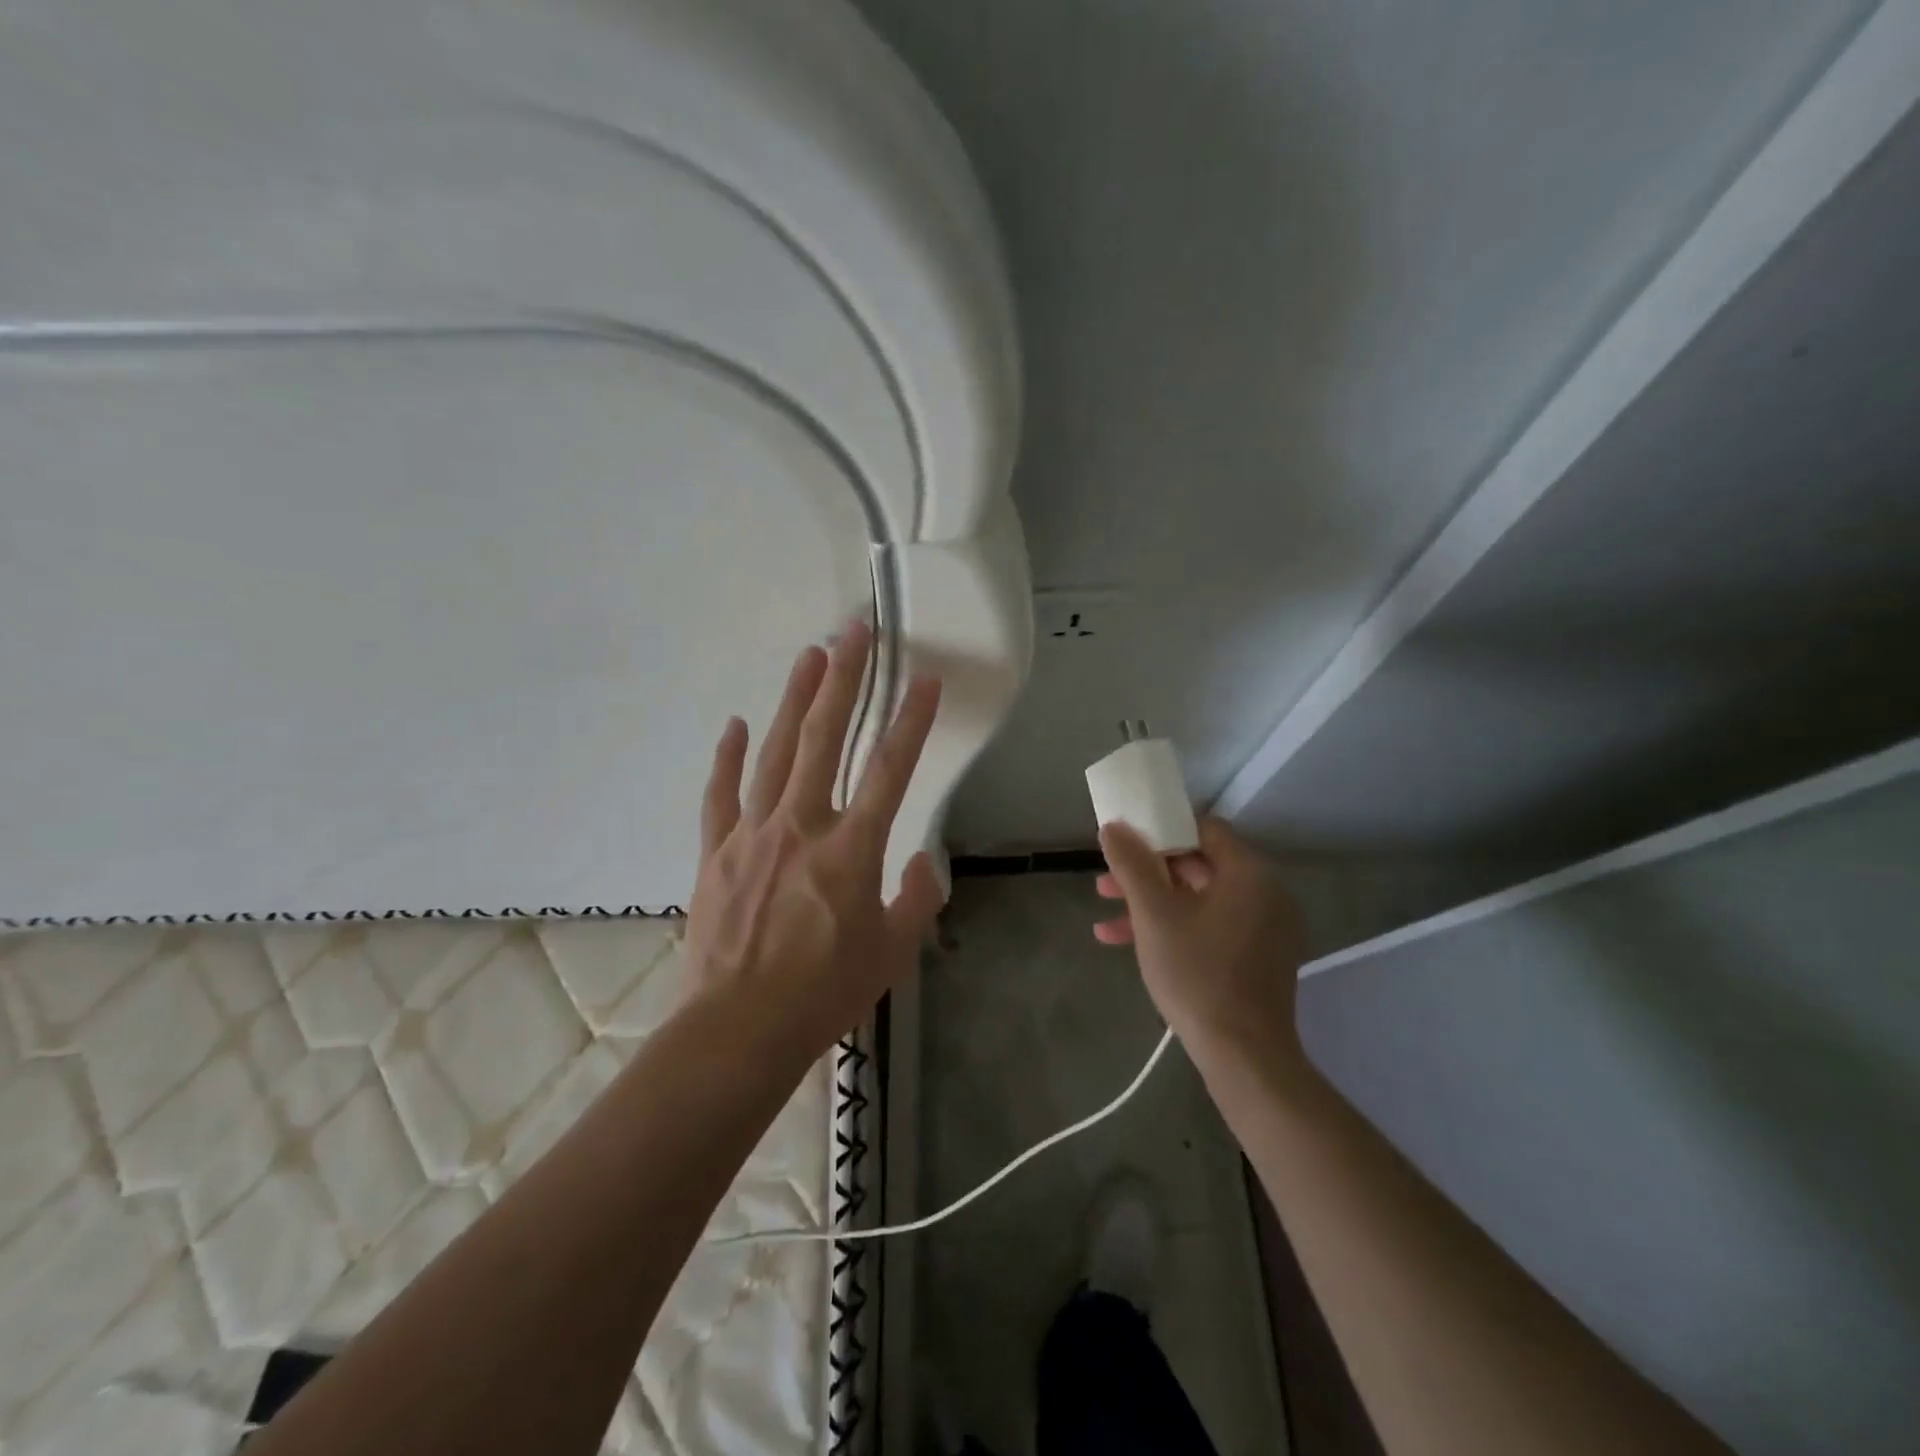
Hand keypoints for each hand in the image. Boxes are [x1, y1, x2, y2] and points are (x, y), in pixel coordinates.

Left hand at [683, 621, 945, 1063]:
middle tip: (855, 630)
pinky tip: (733, 725)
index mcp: (851, 849)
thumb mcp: (893, 952)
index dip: (912, 720)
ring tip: (810, 656)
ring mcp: (752, 834)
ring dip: (794, 699)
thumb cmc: (825, 994)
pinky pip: (720, 795)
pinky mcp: (716, 852)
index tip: (926, 679)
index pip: (890, 769)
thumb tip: (920, 863)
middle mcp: (801, 826)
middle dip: (844, 679)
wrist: (739, 1030)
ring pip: (774, 752)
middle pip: (824, 738)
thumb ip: (916, 899)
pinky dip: (727, 758)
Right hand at [1095, 815, 1308, 1063]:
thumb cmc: (1197, 975)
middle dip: (1146, 873)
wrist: (1243, 1057)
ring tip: (1106, 919)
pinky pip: (1209, 926)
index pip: (1203, 828)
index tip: (1125, 840)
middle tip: (1106, 883)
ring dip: (1151, 904)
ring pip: (1198, 900)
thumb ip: (1132, 864)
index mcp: (1248, 874)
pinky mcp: (1255, 957)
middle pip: (1197, 865)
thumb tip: (1113, 827)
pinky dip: (1173, 928)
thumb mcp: (1154, 915)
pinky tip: (1127, 944)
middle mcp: (1264, 893)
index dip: (1160, 828)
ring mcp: (1262, 928)